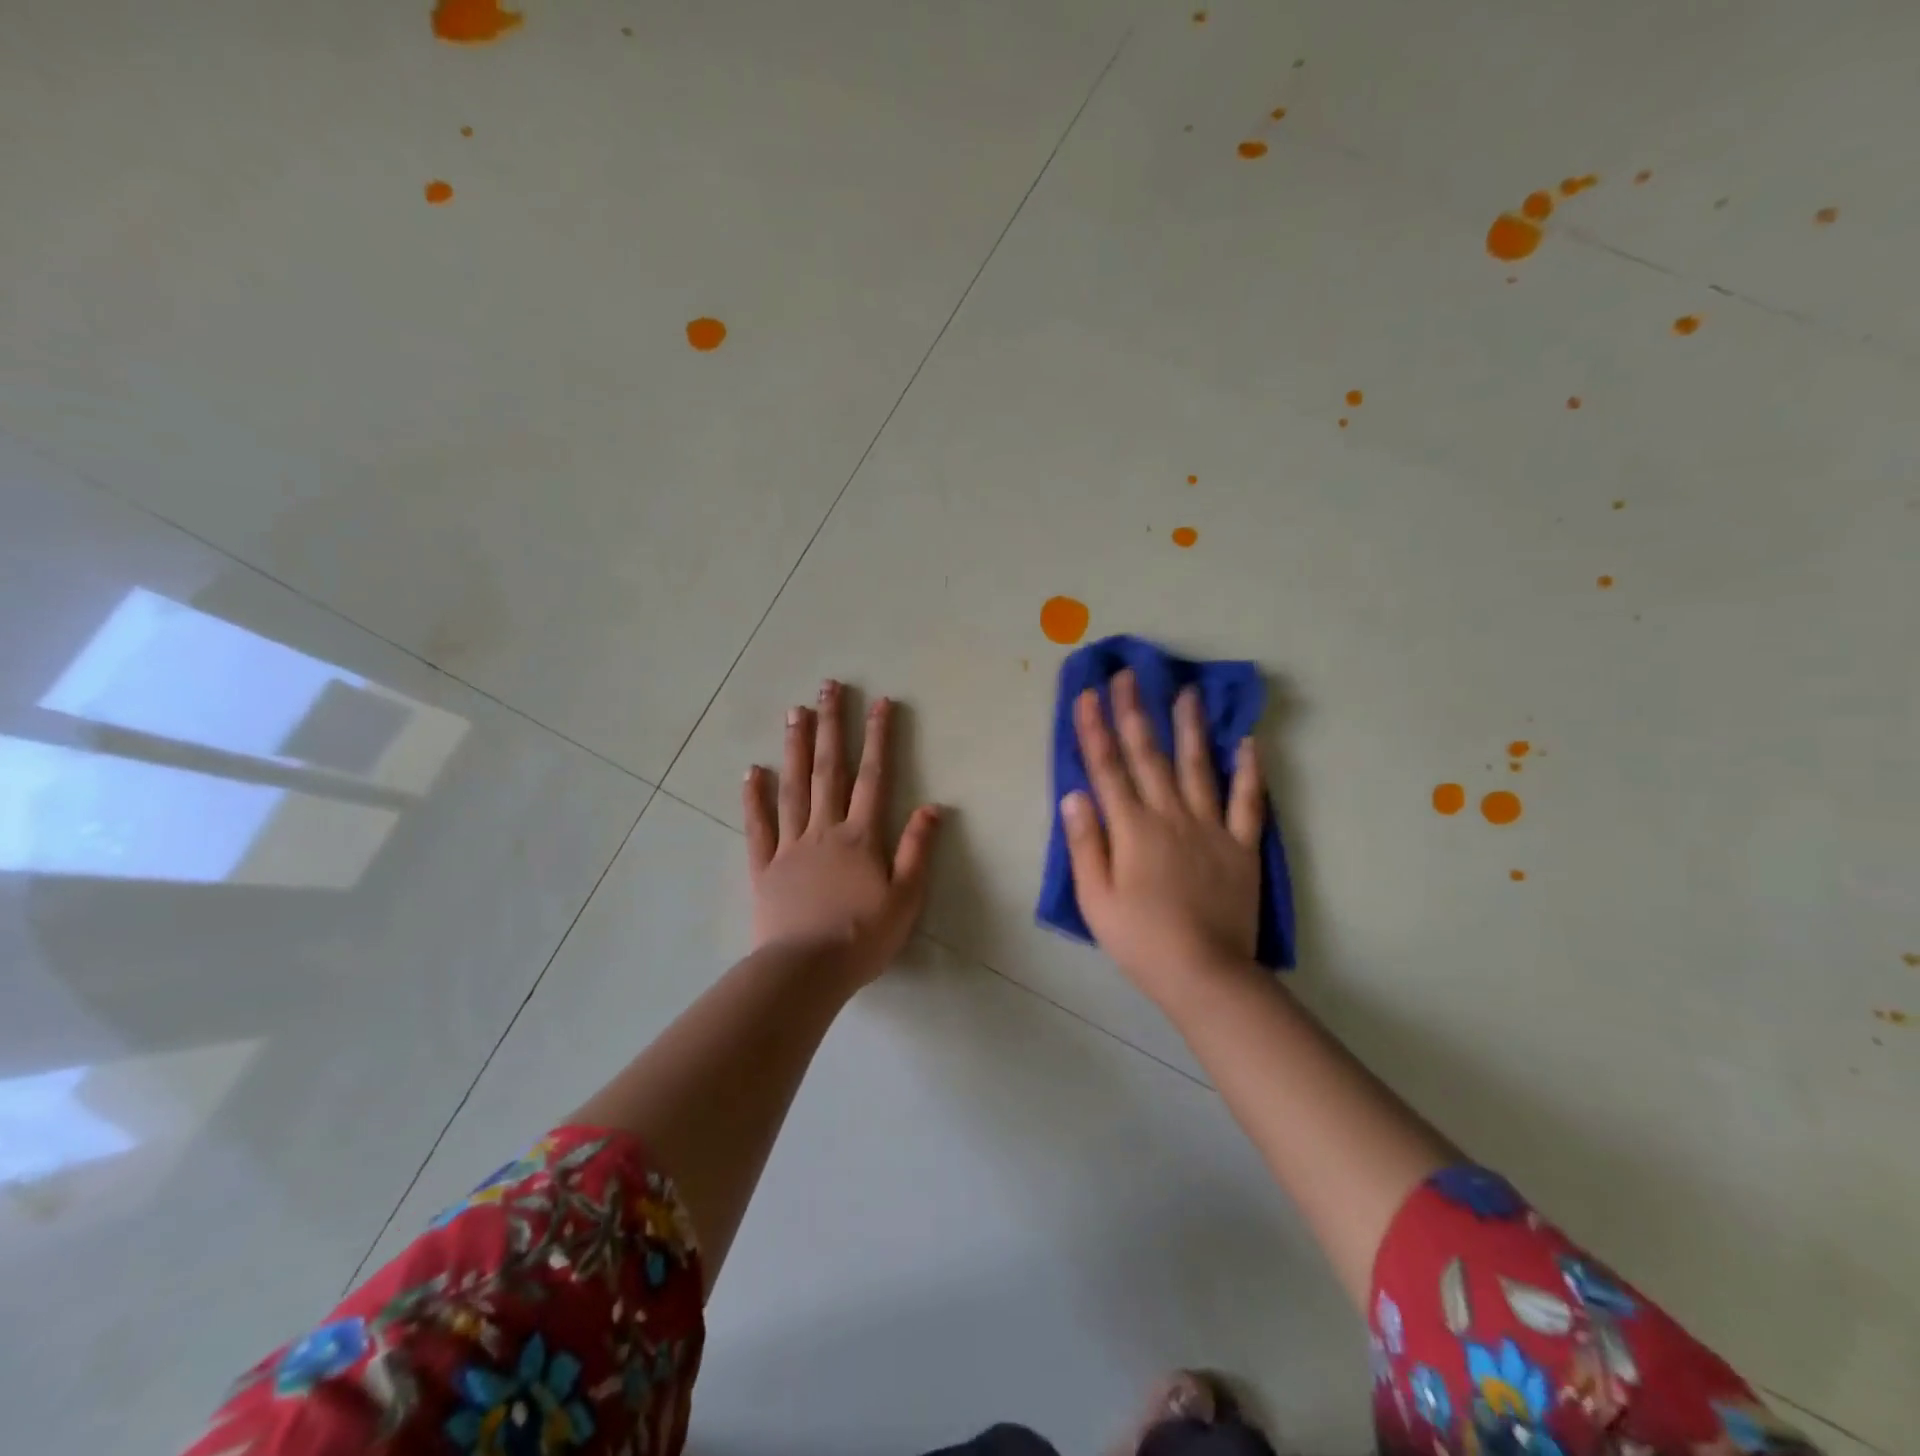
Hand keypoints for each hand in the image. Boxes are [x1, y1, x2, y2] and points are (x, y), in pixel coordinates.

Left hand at [743, 680, 941, 987]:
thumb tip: (933, 806)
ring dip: (795, 748)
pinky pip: (758, 826)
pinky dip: (755, 798)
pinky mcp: (764, 867)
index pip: (873, 777)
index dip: (879, 738)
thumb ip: (917, 850)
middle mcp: (824, 830)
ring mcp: (790, 845)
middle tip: (828, 687)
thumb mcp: (906, 898)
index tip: (880, 702)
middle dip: (832, 725)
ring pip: (793, 787)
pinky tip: (753, 771)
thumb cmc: (863, 937)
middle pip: (829, 769)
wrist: (806, 971)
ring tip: (794, 711)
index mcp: (860, 837)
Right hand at [1060, 670, 1264, 1000]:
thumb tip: (1074, 794)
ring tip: (1188, 691)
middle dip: (1136, 712)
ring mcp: (1210, 827)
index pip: (1107, 768)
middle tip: (1130, 675)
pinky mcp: (1241, 845)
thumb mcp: (1095, 898)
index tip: (1089, 693)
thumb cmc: (1140, 939)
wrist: (1205, 973)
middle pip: (1149, 755)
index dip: (1095, 729)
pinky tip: (1249, 743)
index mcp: (1132, 828)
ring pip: (1198, 766)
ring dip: (1190, 727)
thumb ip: (1085, 843)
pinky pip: (1248, 801)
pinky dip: (1249, 771)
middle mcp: (1170, 815)